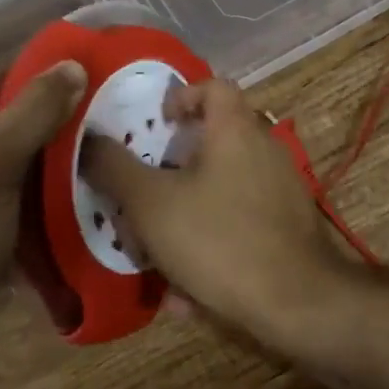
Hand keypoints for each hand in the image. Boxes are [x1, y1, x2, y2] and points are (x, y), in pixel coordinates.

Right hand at [82, 78, 350, 344]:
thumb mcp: (152, 205)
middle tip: (144, 198)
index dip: (182, 97)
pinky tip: (190, 295)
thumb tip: (88, 139)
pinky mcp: (288, 225)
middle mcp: (263, 148)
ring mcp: (280, 188)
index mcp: (235, 128)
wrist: (300, 302)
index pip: (213, 86)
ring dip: (186, 218)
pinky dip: (212, 246)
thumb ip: (115, 169)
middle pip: (212, 142)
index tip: (157, 126)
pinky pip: (239, 224)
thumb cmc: (220, 239)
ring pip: (220, 191)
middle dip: (172, 172)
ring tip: (157, 259)